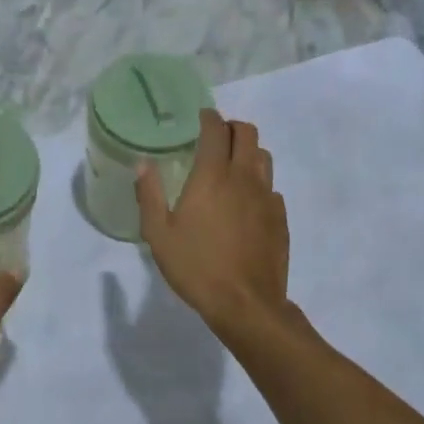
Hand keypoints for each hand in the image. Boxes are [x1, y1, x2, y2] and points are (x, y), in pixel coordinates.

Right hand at [137, 108, 288, 333]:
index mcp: (212, 176)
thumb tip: (143, 165)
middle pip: (247, 133)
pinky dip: (258, 184)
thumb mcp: (158, 234)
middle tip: (215, 138)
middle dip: (231, 128)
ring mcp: (267, 197)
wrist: (246, 305)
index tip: (200, 118)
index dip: (208, 118)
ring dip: (248, 152)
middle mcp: (244, 178)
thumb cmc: (196, 267)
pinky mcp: (280, 218)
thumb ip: (149, 195)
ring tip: (231, 166)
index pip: (216, 130)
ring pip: (264, 157)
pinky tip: (245, 203)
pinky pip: (271, 187)